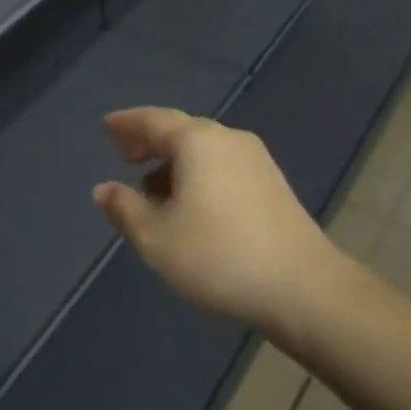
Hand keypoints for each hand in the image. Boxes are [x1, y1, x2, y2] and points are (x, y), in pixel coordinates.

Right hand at [94, 107, 336, 333]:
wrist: (306, 290)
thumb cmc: (220, 257)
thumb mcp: (157, 239)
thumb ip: (125, 209)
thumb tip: (104, 189)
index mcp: (197, 140)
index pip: (153, 120)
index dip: (126, 123)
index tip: (106, 126)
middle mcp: (227, 139)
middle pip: (180, 131)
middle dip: (150, 142)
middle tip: (125, 156)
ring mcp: (256, 161)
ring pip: (203, 152)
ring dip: (174, 164)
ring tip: (153, 191)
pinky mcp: (273, 186)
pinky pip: (223, 167)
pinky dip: (198, 176)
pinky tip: (192, 207)